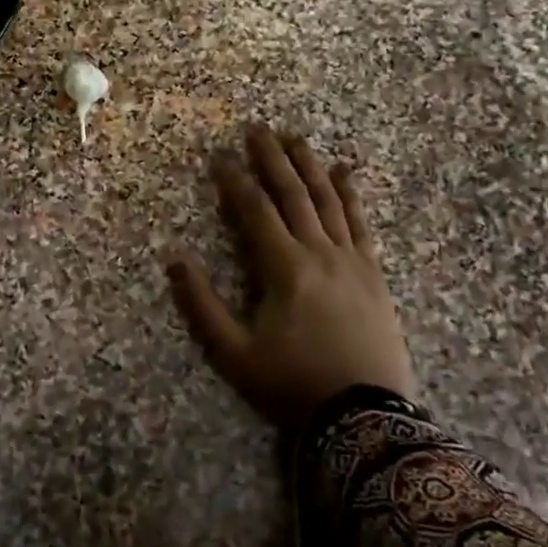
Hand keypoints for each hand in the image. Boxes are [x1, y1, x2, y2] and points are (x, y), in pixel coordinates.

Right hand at [168, 124, 416, 426]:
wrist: (366, 417)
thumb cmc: (293, 384)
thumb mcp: (234, 353)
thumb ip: (202, 304)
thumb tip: (174, 258)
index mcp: (285, 267)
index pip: (255, 210)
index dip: (235, 181)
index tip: (219, 157)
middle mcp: (320, 252)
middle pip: (294, 194)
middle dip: (273, 159)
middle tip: (257, 129)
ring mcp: (351, 260)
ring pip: (329, 200)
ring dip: (310, 166)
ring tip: (295, 139)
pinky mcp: (373, 273)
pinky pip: (361, 223)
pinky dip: (351, 194)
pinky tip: (345, 173)